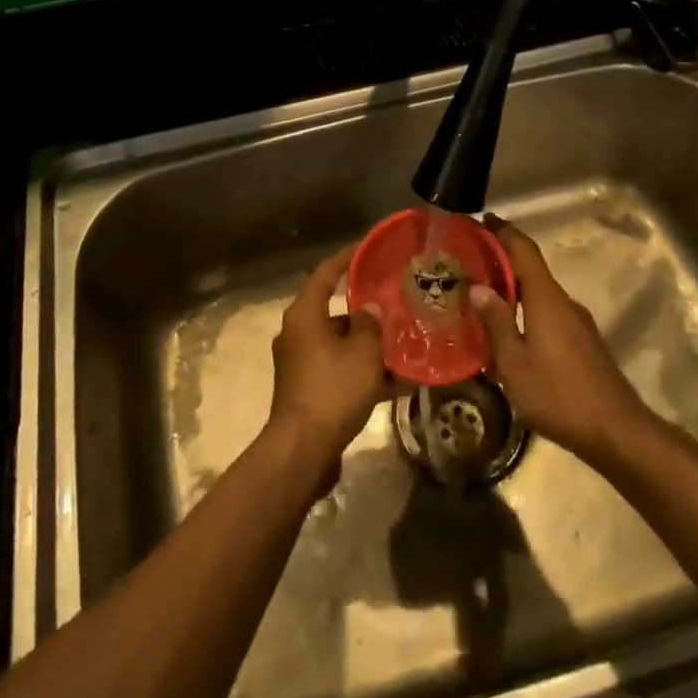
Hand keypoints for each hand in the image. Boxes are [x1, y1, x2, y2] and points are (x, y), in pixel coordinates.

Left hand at [267, 246, 393, 472]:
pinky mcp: (306, 390)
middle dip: (362, 309)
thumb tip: (368, 310)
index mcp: (304, 315)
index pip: (325, 274)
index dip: (346, 259)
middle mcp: (296, 333)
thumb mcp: (362, 352)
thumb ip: (369, 325)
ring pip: (338, 343)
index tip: (366, 248)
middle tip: (392, 302)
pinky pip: (337, 370)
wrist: (304, 449)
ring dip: (365, 344)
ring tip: (400, 342)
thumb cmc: (333, 389)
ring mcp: (299, 363)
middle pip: (332, 311)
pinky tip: (394, 382)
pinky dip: (360, 371)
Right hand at [471, 216, 657, 465]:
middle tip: (468, 259)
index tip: (480, 219)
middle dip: (501, 259)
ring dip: (513, 285)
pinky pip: (547, 311)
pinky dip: (525, 307)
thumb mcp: (515, 363)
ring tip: (481, 293)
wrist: (617, 432)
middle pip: (531, 268)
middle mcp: (563, 302)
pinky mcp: (582, 342)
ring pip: (539, 292)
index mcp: (546, 298)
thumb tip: (477, 287)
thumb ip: (496, 323)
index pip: (524, 250)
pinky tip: (508, 327)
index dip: (503, 231)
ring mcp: (577, 322)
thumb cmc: (559, 395)